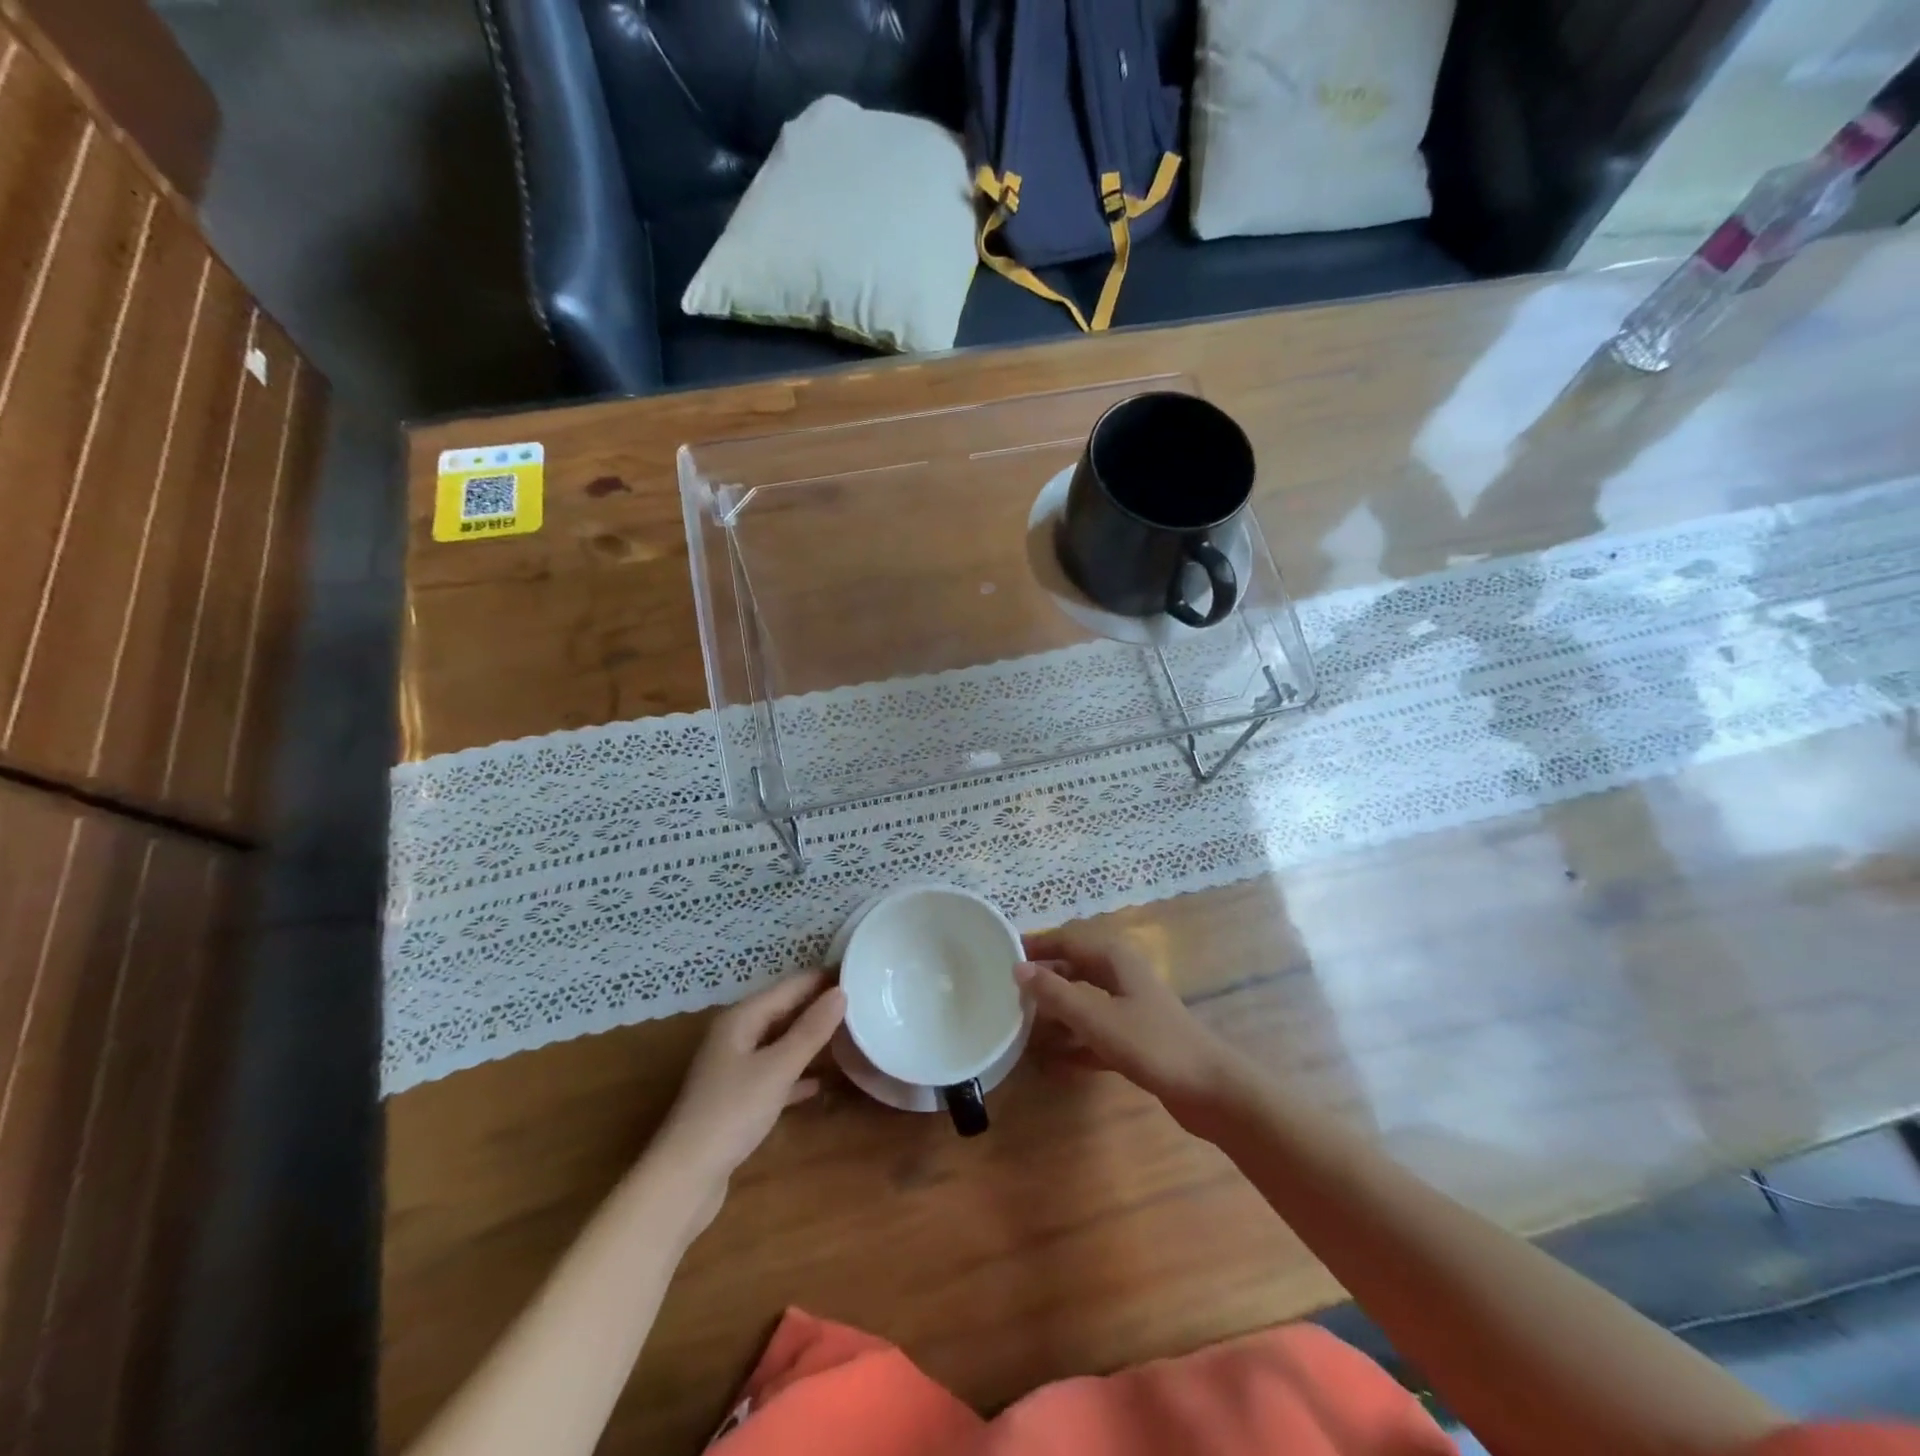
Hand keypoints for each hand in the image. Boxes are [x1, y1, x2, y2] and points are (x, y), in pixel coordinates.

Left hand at [654, 970, 844, 1210]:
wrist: (685, 1178)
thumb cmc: (732, 1113)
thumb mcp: (777, 1068)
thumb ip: (810, 1030)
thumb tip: (842, 992)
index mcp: (741, 1019)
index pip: (790, 986)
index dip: (821, 978)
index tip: (858, 971)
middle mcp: (736, 1035)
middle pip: (783, 1010)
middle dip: (818, 1005)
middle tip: (862, 1000)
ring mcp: (735, 1068)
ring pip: (780, 1041)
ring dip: (810, 1037)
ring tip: (849, 1033)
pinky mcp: (738, 1098)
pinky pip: (775, 1073)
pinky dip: (797, 1073)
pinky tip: (820, 1082)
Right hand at [1016, 934, 1248, 1128]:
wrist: (1212, 1090)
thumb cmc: (1152, 1044)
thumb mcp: (1097, 1018)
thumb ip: (1055, 993)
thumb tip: (1018, 968)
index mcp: (1114, 958)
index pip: (1067, 939)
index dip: (1036, 945)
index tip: (1002, 953)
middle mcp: (1122, 975)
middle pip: (1075, 967)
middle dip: (1044, 976)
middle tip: (1007, 989)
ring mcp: (1131, 1007)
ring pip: (1084, 998)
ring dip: (1056, 1007)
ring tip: (1021, 1020)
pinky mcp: (1136, 1038)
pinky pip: (1095, 1029)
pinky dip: (1074, 1037)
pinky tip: (1051, 1056)